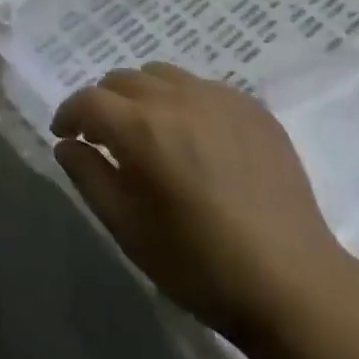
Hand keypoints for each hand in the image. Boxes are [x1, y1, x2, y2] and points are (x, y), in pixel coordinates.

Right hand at [52, 63, 356, 358]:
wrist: (293, 283)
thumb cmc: (199, 264)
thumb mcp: (127, 228)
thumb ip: (88, 176)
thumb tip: (67, 145)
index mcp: (142, 129)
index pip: (89, 100)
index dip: (69, 114)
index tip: (66, 136)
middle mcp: (179, 99)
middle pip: (123, 79)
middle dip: (104, 103)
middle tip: (105, 138)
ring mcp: (221, 99)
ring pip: (162, 75)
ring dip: (142, 95)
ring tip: (150, 132)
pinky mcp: (253, 109)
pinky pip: (203, 87)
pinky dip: (184, 101)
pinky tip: (194, 138)